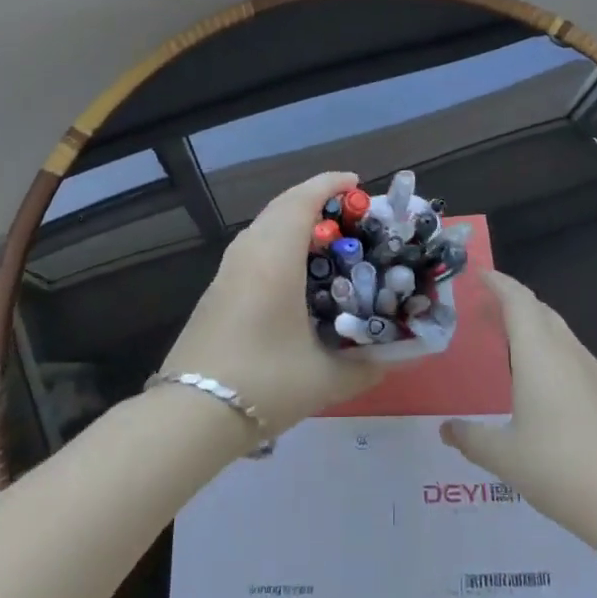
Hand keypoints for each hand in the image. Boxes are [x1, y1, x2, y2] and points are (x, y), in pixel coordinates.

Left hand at [160, 171, 382, 436]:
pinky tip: (296, 276)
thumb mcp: (326, 378)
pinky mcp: (216, 292)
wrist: (189, 414)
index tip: (357, 183)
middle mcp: (248, 253)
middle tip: (351, 216)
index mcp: (275, 257)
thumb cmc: (264, 383)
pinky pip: (253, 249)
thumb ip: (370, 365)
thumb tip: (406, 355)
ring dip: (294, 223)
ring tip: (328, 243)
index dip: (330, 184)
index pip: (302, 200)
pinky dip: (278, 244)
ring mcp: (226, 272)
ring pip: (263, 227)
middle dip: (316, 201)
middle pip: (281, 207)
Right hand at [441, 271, 596, 553]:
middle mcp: (568, 353)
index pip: (517, 300)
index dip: (497, 282)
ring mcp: (595, 374)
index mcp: (539, 354)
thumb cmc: (562, 470)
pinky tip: (542, 385)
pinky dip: (550, 353)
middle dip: (511, 302)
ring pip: (559, 334)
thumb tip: (445, 429)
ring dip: (532, 327)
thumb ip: (472, 439)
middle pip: (539, 311)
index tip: (477, 274)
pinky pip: (574, 358)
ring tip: (507, 343)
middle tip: (483, 310)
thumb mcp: (506, 458)